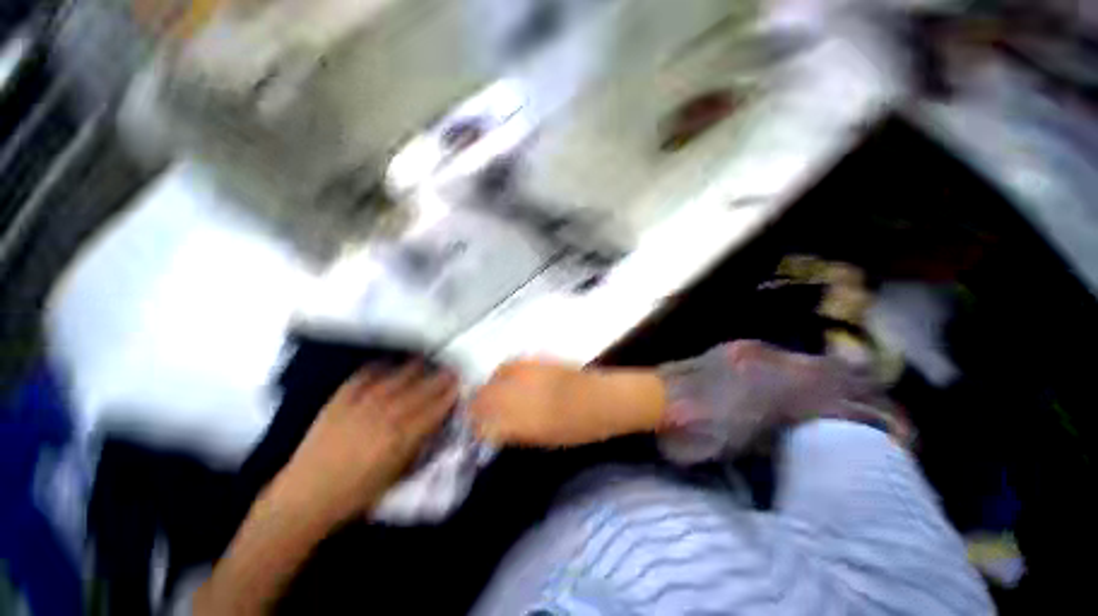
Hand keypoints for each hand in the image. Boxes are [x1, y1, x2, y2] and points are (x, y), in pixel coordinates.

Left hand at [275, 364, 458, 522]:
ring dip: (414, 369)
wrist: (304, 498)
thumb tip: (434, 426)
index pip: (433, 410)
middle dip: (438, 379)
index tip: (459, 386)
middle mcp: (384, 417)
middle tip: (451, 370)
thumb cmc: (355, 494)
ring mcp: (359, 406)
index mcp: (400, 438)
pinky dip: (376, 369)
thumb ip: (417, 448)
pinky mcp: (338, 402)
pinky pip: (361, 379)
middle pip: (419, 391)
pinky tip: (387, 363)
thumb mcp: (395, 477)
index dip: (448, 396)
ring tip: (426, 361)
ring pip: (395, 380)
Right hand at [469, 359, 665, 446]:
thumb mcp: (547, 440)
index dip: (477, 426)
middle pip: (487, 394)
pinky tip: (506, 378)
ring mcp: (533, 371)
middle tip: (478, 412)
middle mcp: (526, 392)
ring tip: (490, 394)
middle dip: (477, 405)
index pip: (487, 421)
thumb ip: (517, 432)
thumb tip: (494, 429)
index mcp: (528, 420)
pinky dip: (503, 373)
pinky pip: (512, 364)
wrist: (607, 399)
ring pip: (497, 375)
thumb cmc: (582, 428)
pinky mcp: (541, 359)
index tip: (475, 429)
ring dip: (489, 387)